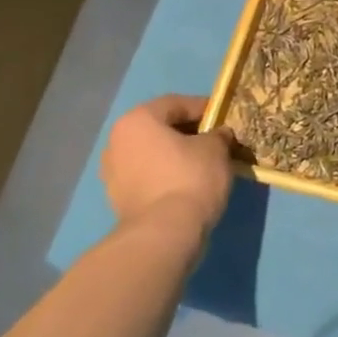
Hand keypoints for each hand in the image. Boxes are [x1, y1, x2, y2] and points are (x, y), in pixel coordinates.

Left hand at [100, 95, 233, 238]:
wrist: (164, 233)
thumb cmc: (190, 177)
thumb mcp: (216, 147)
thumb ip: (218, 134)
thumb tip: (218, 135)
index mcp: (137, 120)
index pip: (176, 103)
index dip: (204, 107)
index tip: (225, 117)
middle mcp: (117, 141)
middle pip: (160, 128)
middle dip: (188, 132)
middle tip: (216, 139)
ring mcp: (113, 172)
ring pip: (152, 153)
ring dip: (176, 154)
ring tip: (204, 163)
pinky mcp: (118, 199)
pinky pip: (148, 175)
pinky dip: (166, 174)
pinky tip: (188, 183)